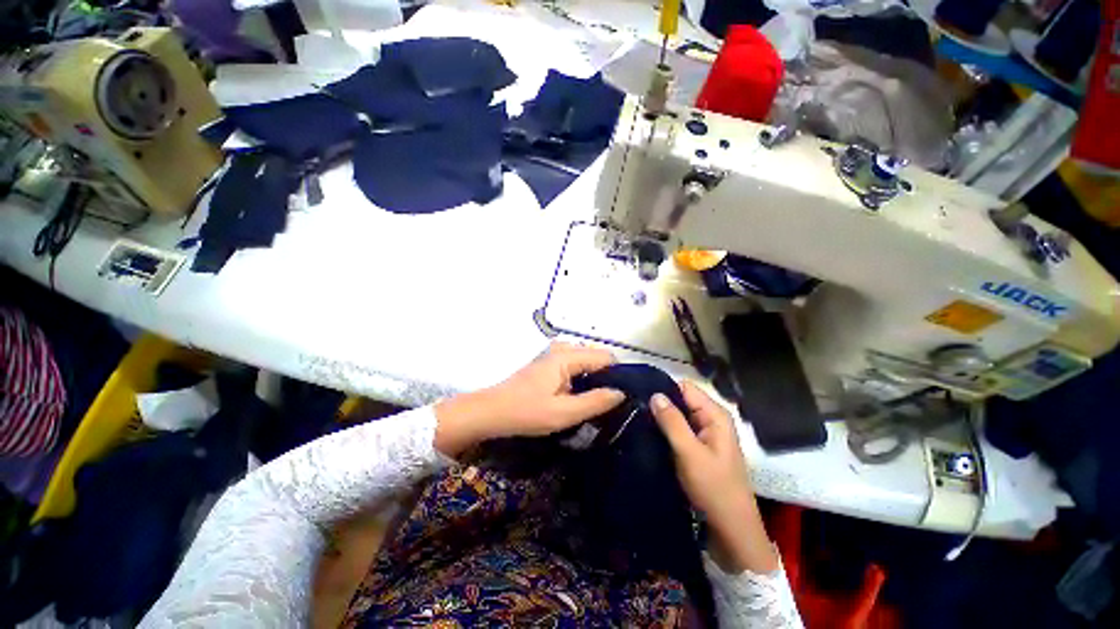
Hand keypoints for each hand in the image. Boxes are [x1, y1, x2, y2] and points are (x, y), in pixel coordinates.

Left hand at [434, 342, 624, 455]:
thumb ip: (595, 402)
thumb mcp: (564, 413)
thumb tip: (621, 393)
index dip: (619, 375)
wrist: (492, 411)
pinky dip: (583, 379)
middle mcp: (562, 349)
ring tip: (600, 402)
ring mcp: (554, 355)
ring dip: (595, 379)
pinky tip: (582, 397)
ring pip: (586, 362)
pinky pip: (575, 366)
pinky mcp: (549, 364)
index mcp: (567, 356)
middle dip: (607, 377)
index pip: (605, 357)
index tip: (626, 396)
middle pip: (597, 357)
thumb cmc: (526, 412)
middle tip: (613, 403)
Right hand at [651, 381, 778, 573]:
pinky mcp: (699, 447)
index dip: (663, 388)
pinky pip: (679, 430)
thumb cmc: (713, 488)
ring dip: (661, 418)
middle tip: (634, 408)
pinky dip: (665, 431)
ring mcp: (705, 434)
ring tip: (637, 419)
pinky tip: (649, 434)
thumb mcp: (690, 453)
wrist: (731, 529)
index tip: (639, 394)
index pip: (685, 387)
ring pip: (678, 415)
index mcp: (715, 415)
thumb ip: (672, 421)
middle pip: (681, 400)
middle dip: (660, 404)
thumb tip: (654, 393)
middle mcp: (711, 419)